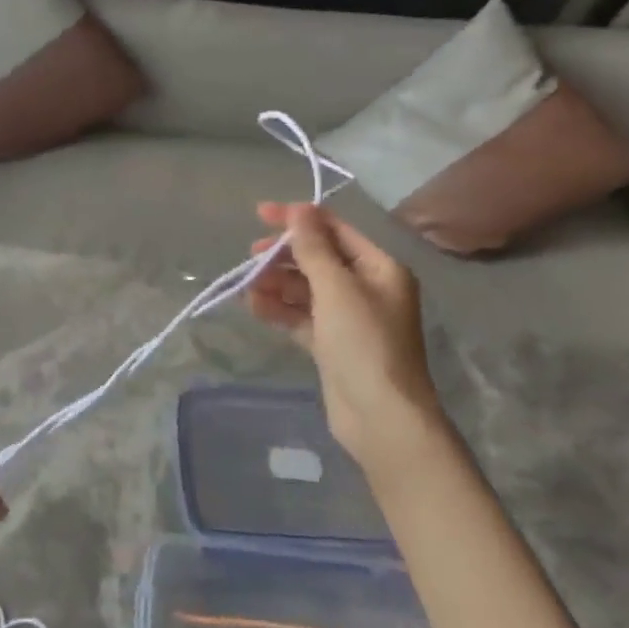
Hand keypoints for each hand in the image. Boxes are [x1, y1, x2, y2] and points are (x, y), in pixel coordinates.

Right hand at [249, 203, 442, 461]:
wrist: (381, 417)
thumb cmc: (364, 343)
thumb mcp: (336, 288)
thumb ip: (313, 248)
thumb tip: (298, 210)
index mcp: (379, 268)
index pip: (335, 230)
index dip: (299, 219)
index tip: (260, 214)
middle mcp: (367, 288)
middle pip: (318, 259)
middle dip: (284, 255)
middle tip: (252, 256)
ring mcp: (349, 318)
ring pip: (305, 288)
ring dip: (276, 283)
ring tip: (247, 287)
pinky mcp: (332, 344)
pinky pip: (300, 316)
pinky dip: (279, 309)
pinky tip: (254, 306)